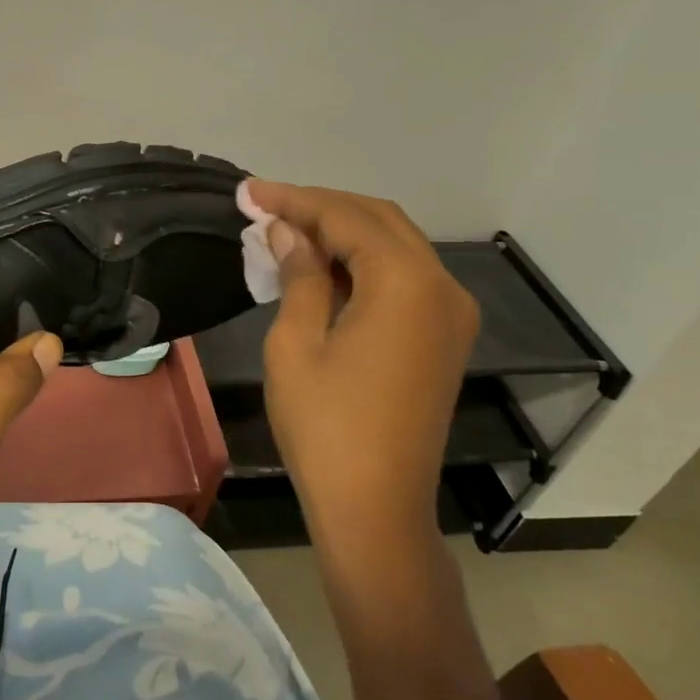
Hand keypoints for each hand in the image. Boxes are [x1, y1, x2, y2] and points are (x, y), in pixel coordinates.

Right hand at [246, 182, 477, 550]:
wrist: (375, 508)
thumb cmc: (326, 426)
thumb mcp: (297, 341)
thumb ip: (298, 273)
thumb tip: (287, 230)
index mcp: (406, 282)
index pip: (346, 217)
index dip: (295, 200)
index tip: (249, 191)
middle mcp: (441, 286)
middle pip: (378, 220)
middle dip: (320, 207)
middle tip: (265, 206)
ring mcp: (450, 313)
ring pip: (394, 245)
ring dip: (341, 232)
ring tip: (285, 230)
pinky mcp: (443, 336)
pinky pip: (403, 277)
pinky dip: (362, 262)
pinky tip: (321, 266)